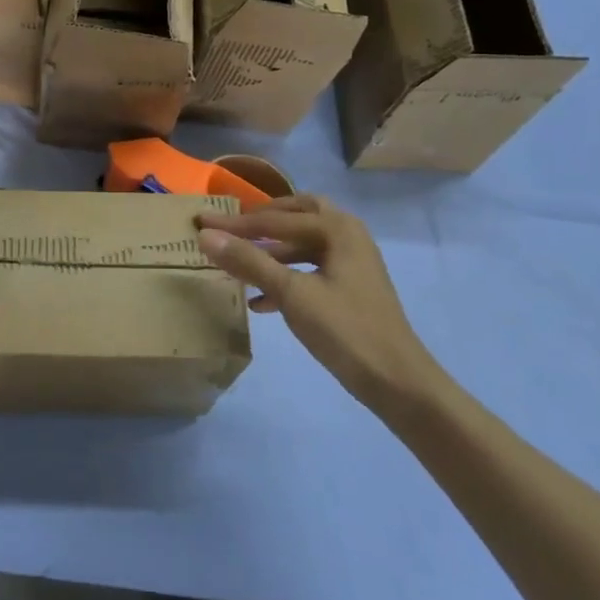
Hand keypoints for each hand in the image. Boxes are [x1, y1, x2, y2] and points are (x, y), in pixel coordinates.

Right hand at [198, 195, 439, 410]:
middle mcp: (347, 235)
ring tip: (238, 265)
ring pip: (302, 244)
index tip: (201, 223)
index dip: (235, 224)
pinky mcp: (350, 288)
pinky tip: (260, 302)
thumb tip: (205, 236)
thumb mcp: (292, 293)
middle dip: (263, 222)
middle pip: (296, 216)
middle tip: (232, 229)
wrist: (398, 383)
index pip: (275, 220)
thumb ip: (249, 261)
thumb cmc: (346, 330)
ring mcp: (352, 262)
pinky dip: (285, 276)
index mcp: (337, 229)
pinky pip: (310, 269)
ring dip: (271, 252)